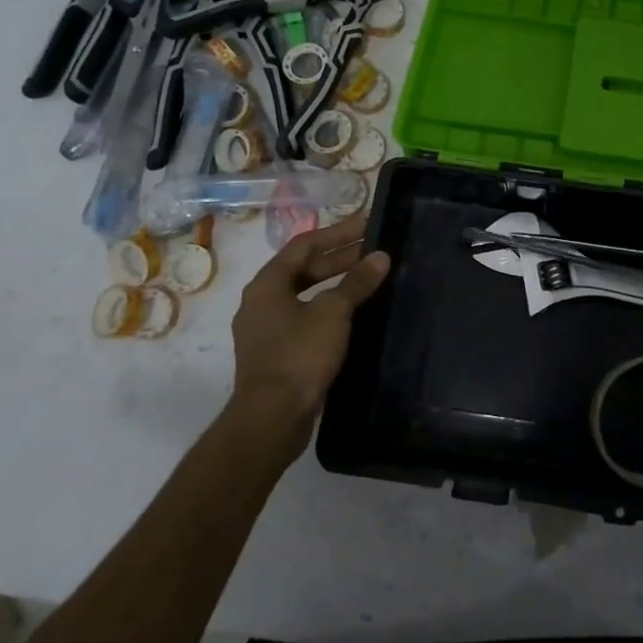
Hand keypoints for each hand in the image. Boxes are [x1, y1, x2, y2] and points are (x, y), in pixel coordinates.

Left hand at [229, 213, 389, 431]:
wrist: (272, 417)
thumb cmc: (299, 355)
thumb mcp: (333, 313)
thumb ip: (356, 282)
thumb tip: (380, 257)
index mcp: (268, 283)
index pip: (305, 244)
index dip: (338, 232)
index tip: (367, 224)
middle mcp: (261, 301)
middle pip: (303, 268)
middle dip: (340, 257)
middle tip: (374, 249)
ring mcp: (267, 328)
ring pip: (305, 294)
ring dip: (336, 282)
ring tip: (369, 277)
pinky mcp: (277, 352)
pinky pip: (305, 317)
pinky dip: (329, 307)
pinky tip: (354, 312)